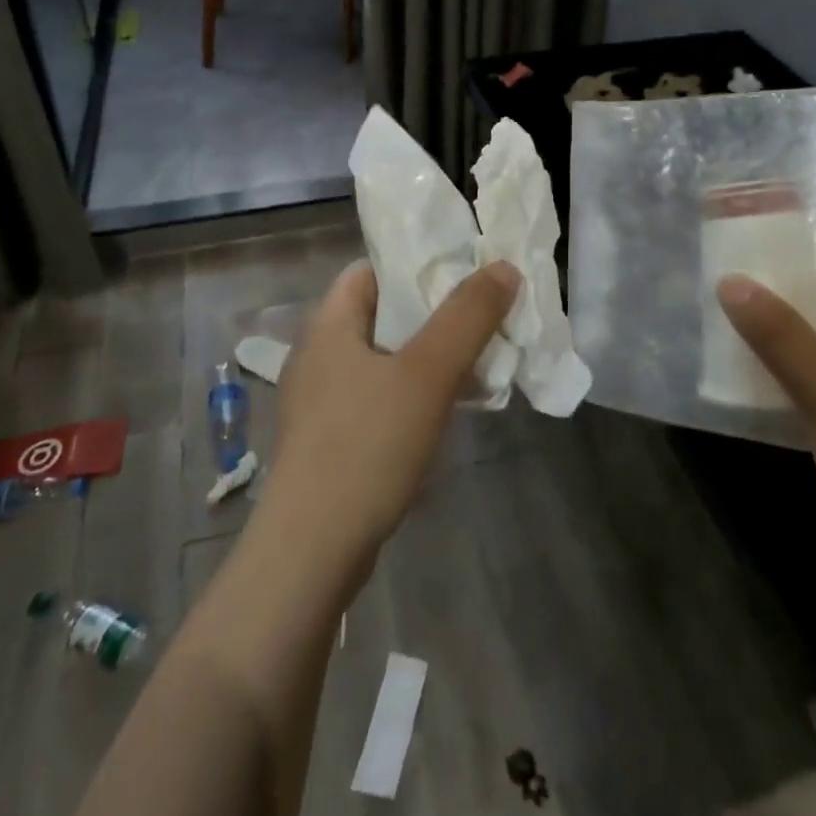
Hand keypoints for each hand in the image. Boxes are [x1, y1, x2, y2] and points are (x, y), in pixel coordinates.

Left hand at [258, 259, 521, 579]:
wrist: (311, 552)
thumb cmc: (366, 445)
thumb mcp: (427, 373)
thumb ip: (468, 316)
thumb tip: (504, 267)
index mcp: (329, 325)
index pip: (371, 269)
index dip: (416, 264)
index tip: (465, 270)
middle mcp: (319, 354)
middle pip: (383, 313)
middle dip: (434, 313)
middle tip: (483, 316)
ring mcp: (322, 401)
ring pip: (386, 358)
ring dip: (429, 355)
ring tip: (478, 360)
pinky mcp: (332, 440)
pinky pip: (380, 397)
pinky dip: (414, 392)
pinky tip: (447, 409)